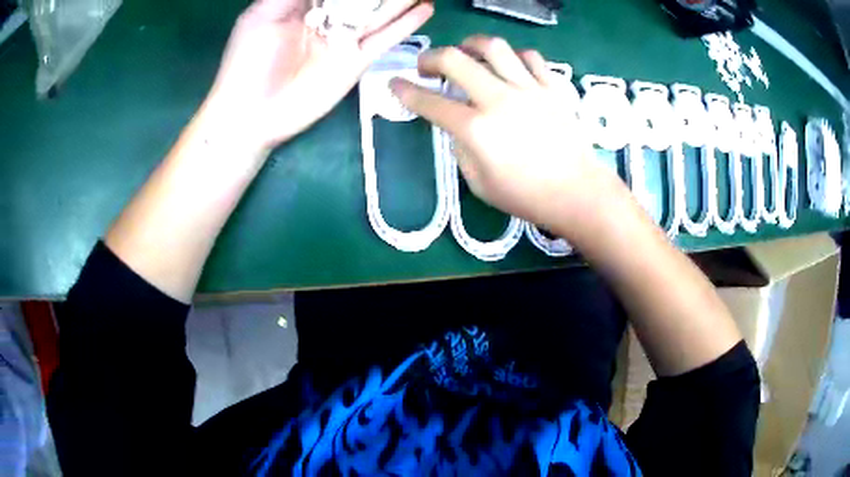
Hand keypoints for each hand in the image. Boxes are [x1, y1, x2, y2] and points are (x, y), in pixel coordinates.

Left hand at [203, 0, 433, 151]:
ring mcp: (344, 40)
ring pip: (380, 13)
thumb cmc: (247, 60)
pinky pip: (385, 39)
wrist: (251, 113)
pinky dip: (406, 25)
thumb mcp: (263, 14)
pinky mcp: (356, 62)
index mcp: (305, 5)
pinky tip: (425, 9)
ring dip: (402, 0)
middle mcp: (329, 18)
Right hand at [391, 36, 623, 233]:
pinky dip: (513, 57)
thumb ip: (461, 148)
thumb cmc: (527, 196)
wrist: (577, 192)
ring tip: (467, 53)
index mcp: (476, 130)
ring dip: (471, 44)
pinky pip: (529, 56)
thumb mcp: (479, 184)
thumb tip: (458, 125)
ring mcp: (529, 88)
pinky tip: (509, 67)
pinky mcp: (552, 87)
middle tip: (427, 67)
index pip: (430, 103)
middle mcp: (499, 99)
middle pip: (455, 60)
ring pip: (494, 46)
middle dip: (430, 58)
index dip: (405, 91)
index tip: (394, 83)